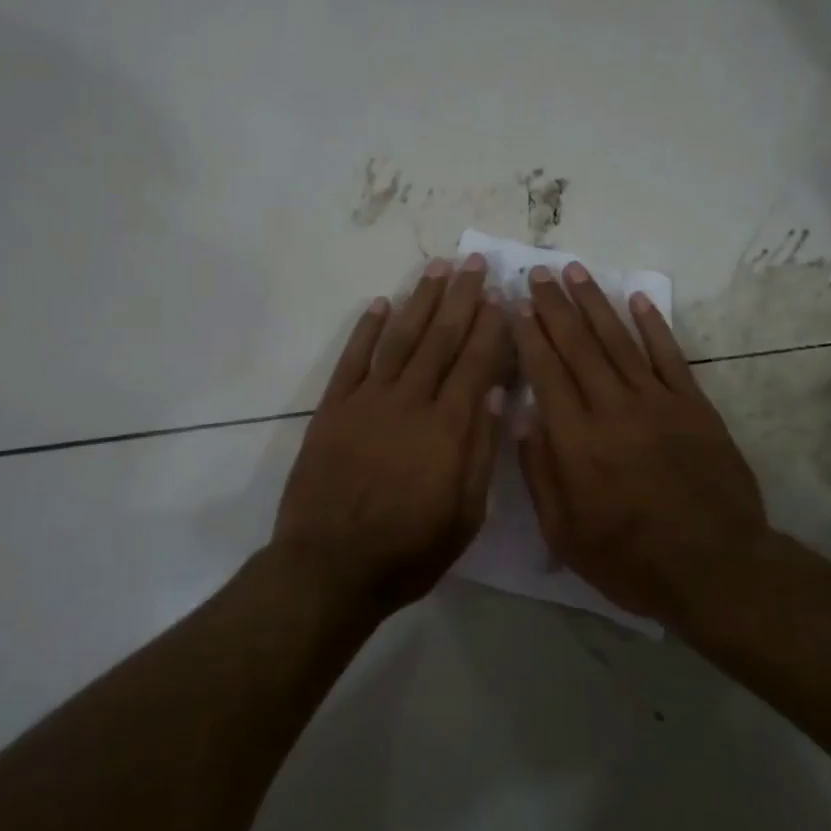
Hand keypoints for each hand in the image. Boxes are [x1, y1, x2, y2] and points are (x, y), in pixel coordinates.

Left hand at [274, 255, 509, 611]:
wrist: (329, 568)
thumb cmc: (408, 551)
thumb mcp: (464, 516)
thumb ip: (479, 451)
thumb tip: (492, 392)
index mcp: (447, 428)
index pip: (476, 363)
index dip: (491, 327)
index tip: (502, 297)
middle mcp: (409, 402)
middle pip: (441, 339)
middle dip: (462, 298)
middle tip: (475, 263)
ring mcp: (367, 401)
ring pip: (400, 338)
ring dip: (420, 301)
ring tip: (438, 268)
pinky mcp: (333, 408)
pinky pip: (353, 359)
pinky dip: (367, 329)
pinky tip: (381, 303)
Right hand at [512, 263, 770, 625]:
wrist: (716, 568)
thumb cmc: (630, 560)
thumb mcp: (565, 534)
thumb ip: (540, 472)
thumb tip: (523, 415)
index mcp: (577, 441)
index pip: (546, 372)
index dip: (529, 334)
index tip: (516, 304)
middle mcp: (613, 409)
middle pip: (579, 345)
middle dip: (555, 306)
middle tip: (539, 272)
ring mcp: (657, 402)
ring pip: (620, 340)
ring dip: (595, 303)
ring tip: (576, 272)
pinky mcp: (694, 405)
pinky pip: (669, 355)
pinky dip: (653, 324)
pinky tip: (637, 298)